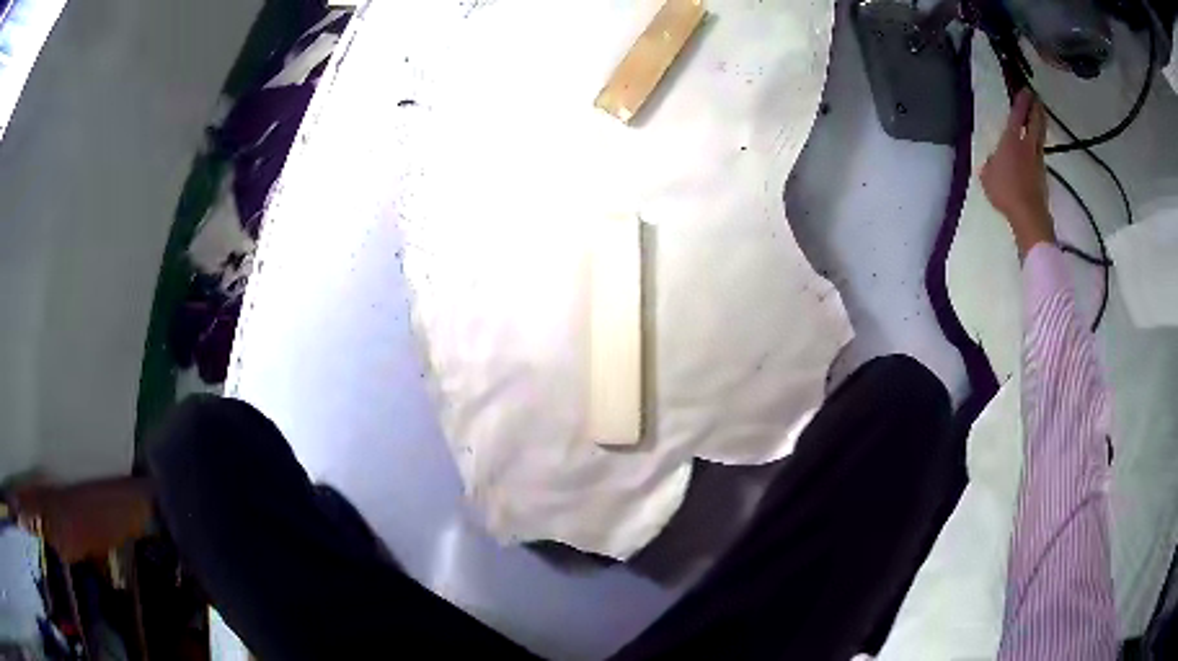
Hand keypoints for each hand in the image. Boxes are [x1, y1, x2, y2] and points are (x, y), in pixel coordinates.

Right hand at [981, 90, 1053, 257]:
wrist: (1028, 215)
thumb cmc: (1005, 192)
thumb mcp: (987, 175)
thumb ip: (991, 163)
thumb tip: (994, 161)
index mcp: (1011, 140)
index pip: (1017, 115)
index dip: (1021, 101)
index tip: (1025, 90)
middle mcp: (1027, 145)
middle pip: (1035, 122)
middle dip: (1036, 108)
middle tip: (1037, 98)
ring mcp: (1037, 160)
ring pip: (1040, 136)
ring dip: (1041, 124)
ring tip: (1041, 116)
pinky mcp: (1042, 174)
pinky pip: (1040, 153)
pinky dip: (1039, 144)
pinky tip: (1036, 146)